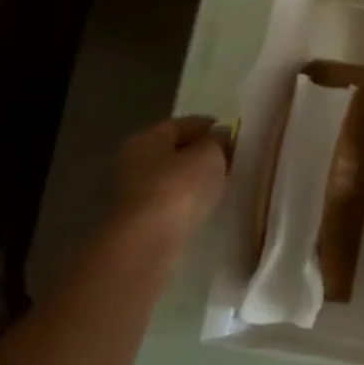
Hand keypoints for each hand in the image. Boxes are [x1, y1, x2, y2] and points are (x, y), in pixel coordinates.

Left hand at [112, 116, 229, 235]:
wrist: (148, 239)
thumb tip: (220, 136)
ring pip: (171, 176)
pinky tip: (204, 202)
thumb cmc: (178, 187)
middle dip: (199, 151)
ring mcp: (133, 192)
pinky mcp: (140, 218)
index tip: (230, 131)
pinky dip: (187, 197)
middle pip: (172, 150)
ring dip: (193, 176)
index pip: (180, 124)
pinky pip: (170, 199)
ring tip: (221, 180)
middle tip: (228, 156)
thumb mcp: (209, 156)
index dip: (206, 125)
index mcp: (146, 138)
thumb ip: (217, 142)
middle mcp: (133, 160)